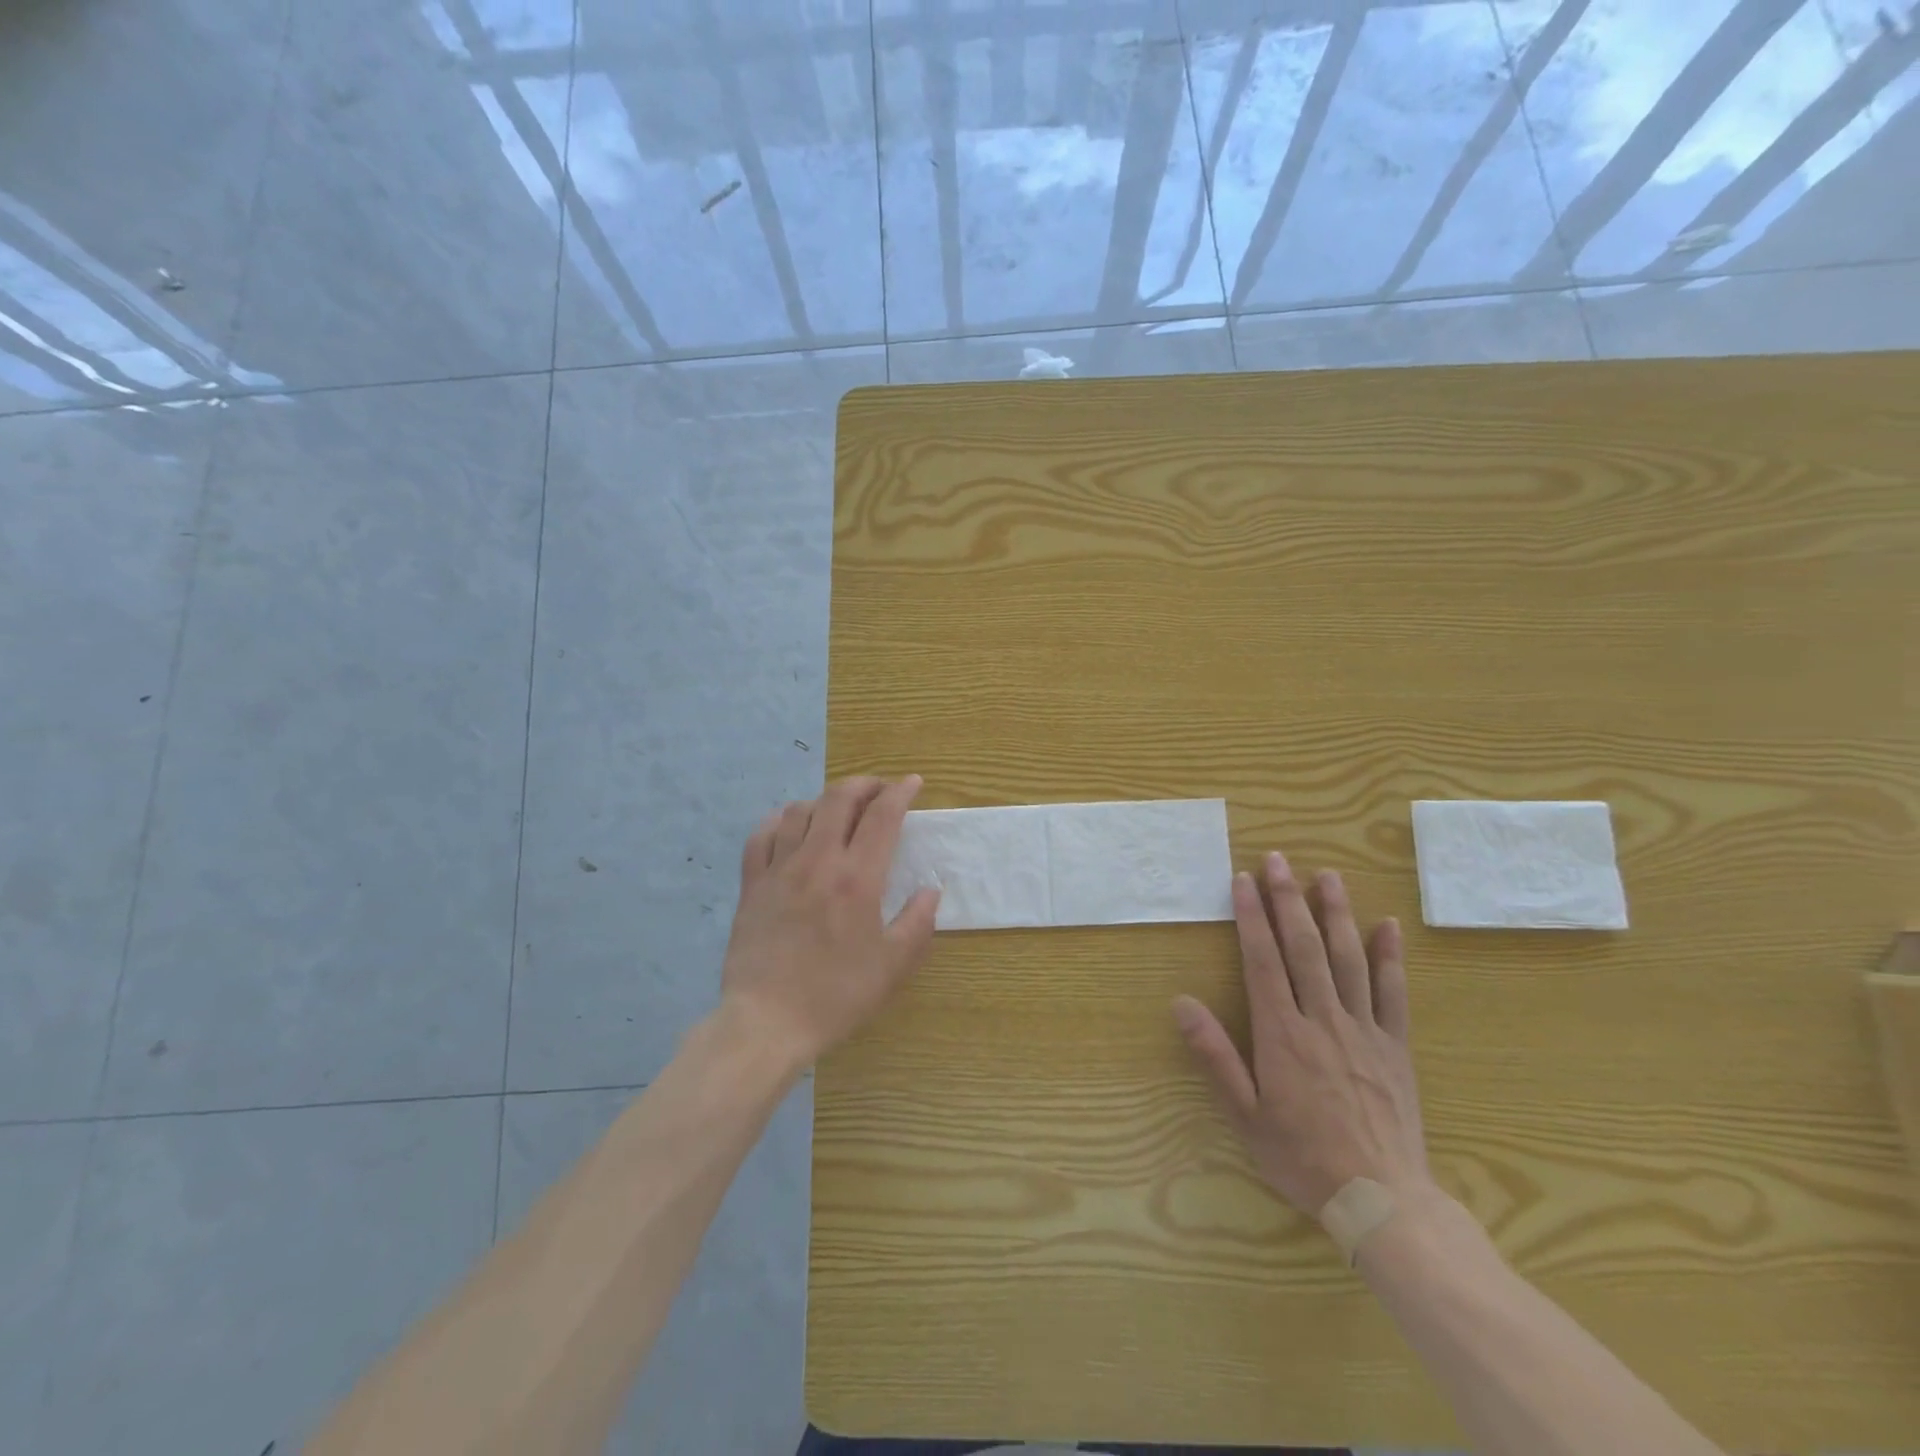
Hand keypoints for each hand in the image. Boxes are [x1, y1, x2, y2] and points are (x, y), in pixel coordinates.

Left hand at [720, 775, 939, 1068]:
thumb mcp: (892, 967)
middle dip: (864, 784)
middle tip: (880, 790)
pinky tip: (790, 825)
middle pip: (839, 799)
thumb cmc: (835, 996)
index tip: (913, 783)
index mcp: (857, 879)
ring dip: (825, 800)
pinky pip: (762, 835)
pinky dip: (780, 820)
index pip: (882, 817)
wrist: (766, 1022)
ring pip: (800, 810)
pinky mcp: (752, 884)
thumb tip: (930, 890)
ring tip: (839, 809)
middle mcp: (817, 861)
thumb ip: (917, 923)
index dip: (901, 792)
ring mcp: (779, 869)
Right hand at [1173, 851, 1429, 1216]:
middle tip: (1278, 859)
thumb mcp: (1245, 1115)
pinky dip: (1389, 957)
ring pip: (1348, 959)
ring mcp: (1363, 1029)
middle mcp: (1322, 1019)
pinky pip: (1393, 993)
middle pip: (1304, 947)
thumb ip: (1215, 1056)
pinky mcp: (1394, 1046)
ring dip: (1336, 913)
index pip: (1263, 960)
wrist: (1382, 1201)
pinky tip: (1385, 925)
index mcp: (1282, 1034)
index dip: (1251, 917)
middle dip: (1288, 899)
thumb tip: (1181, 1003)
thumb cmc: (1301, 1157)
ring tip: (1326, 875)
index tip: (1243, 880)